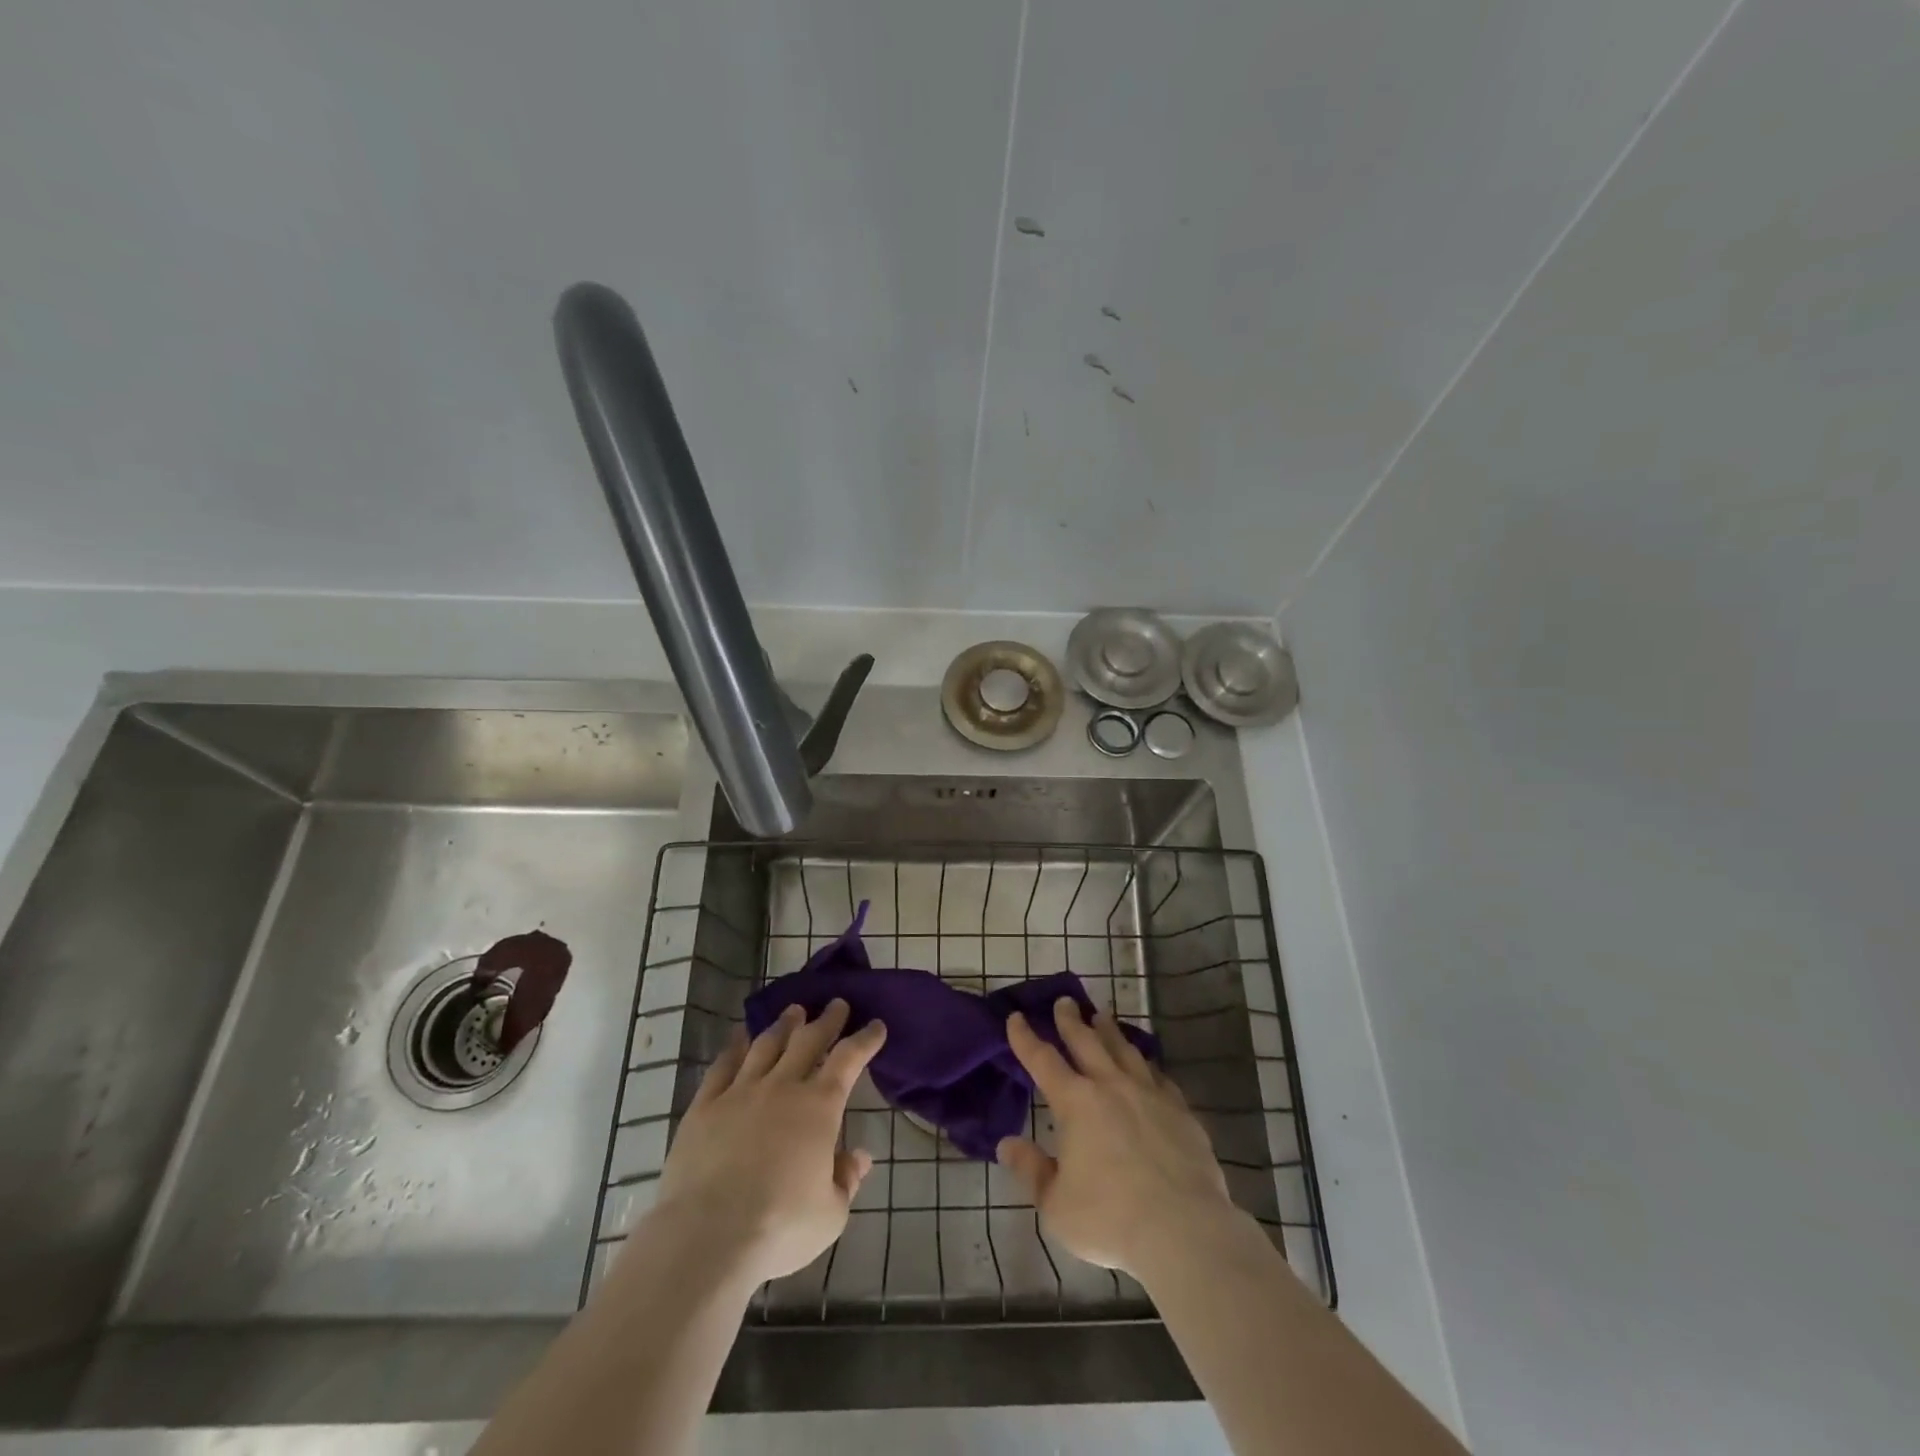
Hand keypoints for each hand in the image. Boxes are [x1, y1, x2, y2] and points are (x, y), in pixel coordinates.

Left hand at [649, 1000, 884, 1288]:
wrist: (708, 1236)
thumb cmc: (780, 1227)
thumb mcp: (830, 1214)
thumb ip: (846, 1180)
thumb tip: (859, 1156)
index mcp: (819, 1107)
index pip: (849, 1059)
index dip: (865, 1039)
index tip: (876, 1025)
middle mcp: (782, 1087)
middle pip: (808, 1040)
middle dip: (826, 1020)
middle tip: (836, 1004)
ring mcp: (740, 1092)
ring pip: (767, 1045)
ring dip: (784, 1025)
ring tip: (793, 1012)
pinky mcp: (704, 1107)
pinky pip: (722, 1066)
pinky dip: (734, 1047)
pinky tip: (739, 1037)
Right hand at [997, 998, 1237, 1282]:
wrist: (1184, 1229)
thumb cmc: (1110, 1219)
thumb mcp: (1055, 1205)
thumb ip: (1031, 1170)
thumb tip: (1007, 1144)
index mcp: (1076, 1103)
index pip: (1042, 1060)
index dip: (1025, 1037)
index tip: (1015, 1017)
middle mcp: (1111, 1086)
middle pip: (1086, 1041)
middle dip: (1070, 1020)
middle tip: (1064, 1001)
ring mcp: (1149, 1094)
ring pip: (1125, 1050)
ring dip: (1109, 1031)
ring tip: (1102, 1016)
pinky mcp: (1180, 1110)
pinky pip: (1159, 1077)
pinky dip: (1146, 1065)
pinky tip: (1147, 1066)